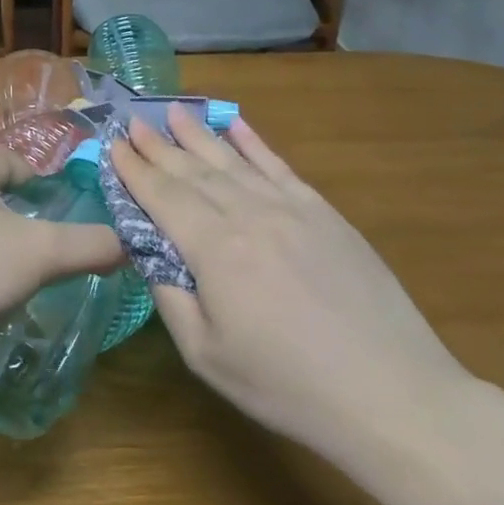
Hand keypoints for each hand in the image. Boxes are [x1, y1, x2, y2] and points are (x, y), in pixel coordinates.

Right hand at [110, 109, 468, 455]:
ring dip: (199, 135)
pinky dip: (255, 143)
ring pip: (234, 161)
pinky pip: (280, 167)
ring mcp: (292, 209)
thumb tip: (150, 254)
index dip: (134, 169)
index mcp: (214, 249)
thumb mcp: (206, 355)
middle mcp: (249, 215)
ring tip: (173, 112)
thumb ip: (170, 298)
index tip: (112, 145)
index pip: (163, 196)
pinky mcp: (325, 214)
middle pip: (194, 171)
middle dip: (159, 146)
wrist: (390, 392)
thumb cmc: (287, 385)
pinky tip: (237, 124)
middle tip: (132, 122)